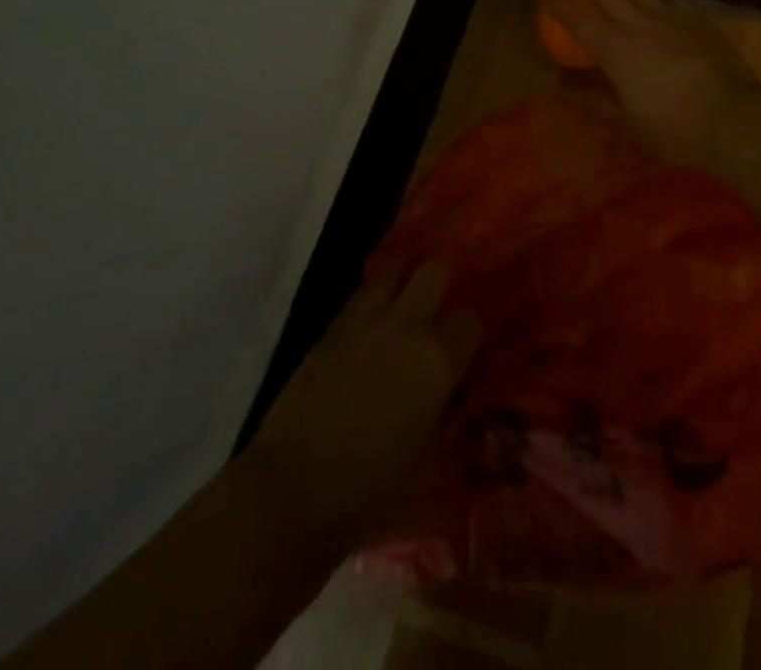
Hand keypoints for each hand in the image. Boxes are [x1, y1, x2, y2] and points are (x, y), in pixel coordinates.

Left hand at [252, 262, 479, 551]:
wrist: (291, 490)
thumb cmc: (369, 490)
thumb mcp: (427, 461)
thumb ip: (447, 419)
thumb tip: (454, 399)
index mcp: (438, 360)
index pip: (470, 319)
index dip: (469, 331)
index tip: (464, 347)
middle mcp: (407, 327)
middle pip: (434, 271)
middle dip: (442, 280)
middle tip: (440, 301)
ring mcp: (365, 322)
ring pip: (394, 270)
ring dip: (404, 277)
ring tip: (406, 295)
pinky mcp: (330, 329)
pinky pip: (360, 294)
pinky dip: (372, 298)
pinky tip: (372, 318)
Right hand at [545, 0, 760, 170]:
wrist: (734, 115)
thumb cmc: (675, 128)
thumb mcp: (629, 124)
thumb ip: (600, 104)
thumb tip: (575, 91)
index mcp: (614, 49)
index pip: (577, 17)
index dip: (559, 3)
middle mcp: (637, 23)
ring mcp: (670, 16)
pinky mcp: (697, 18)